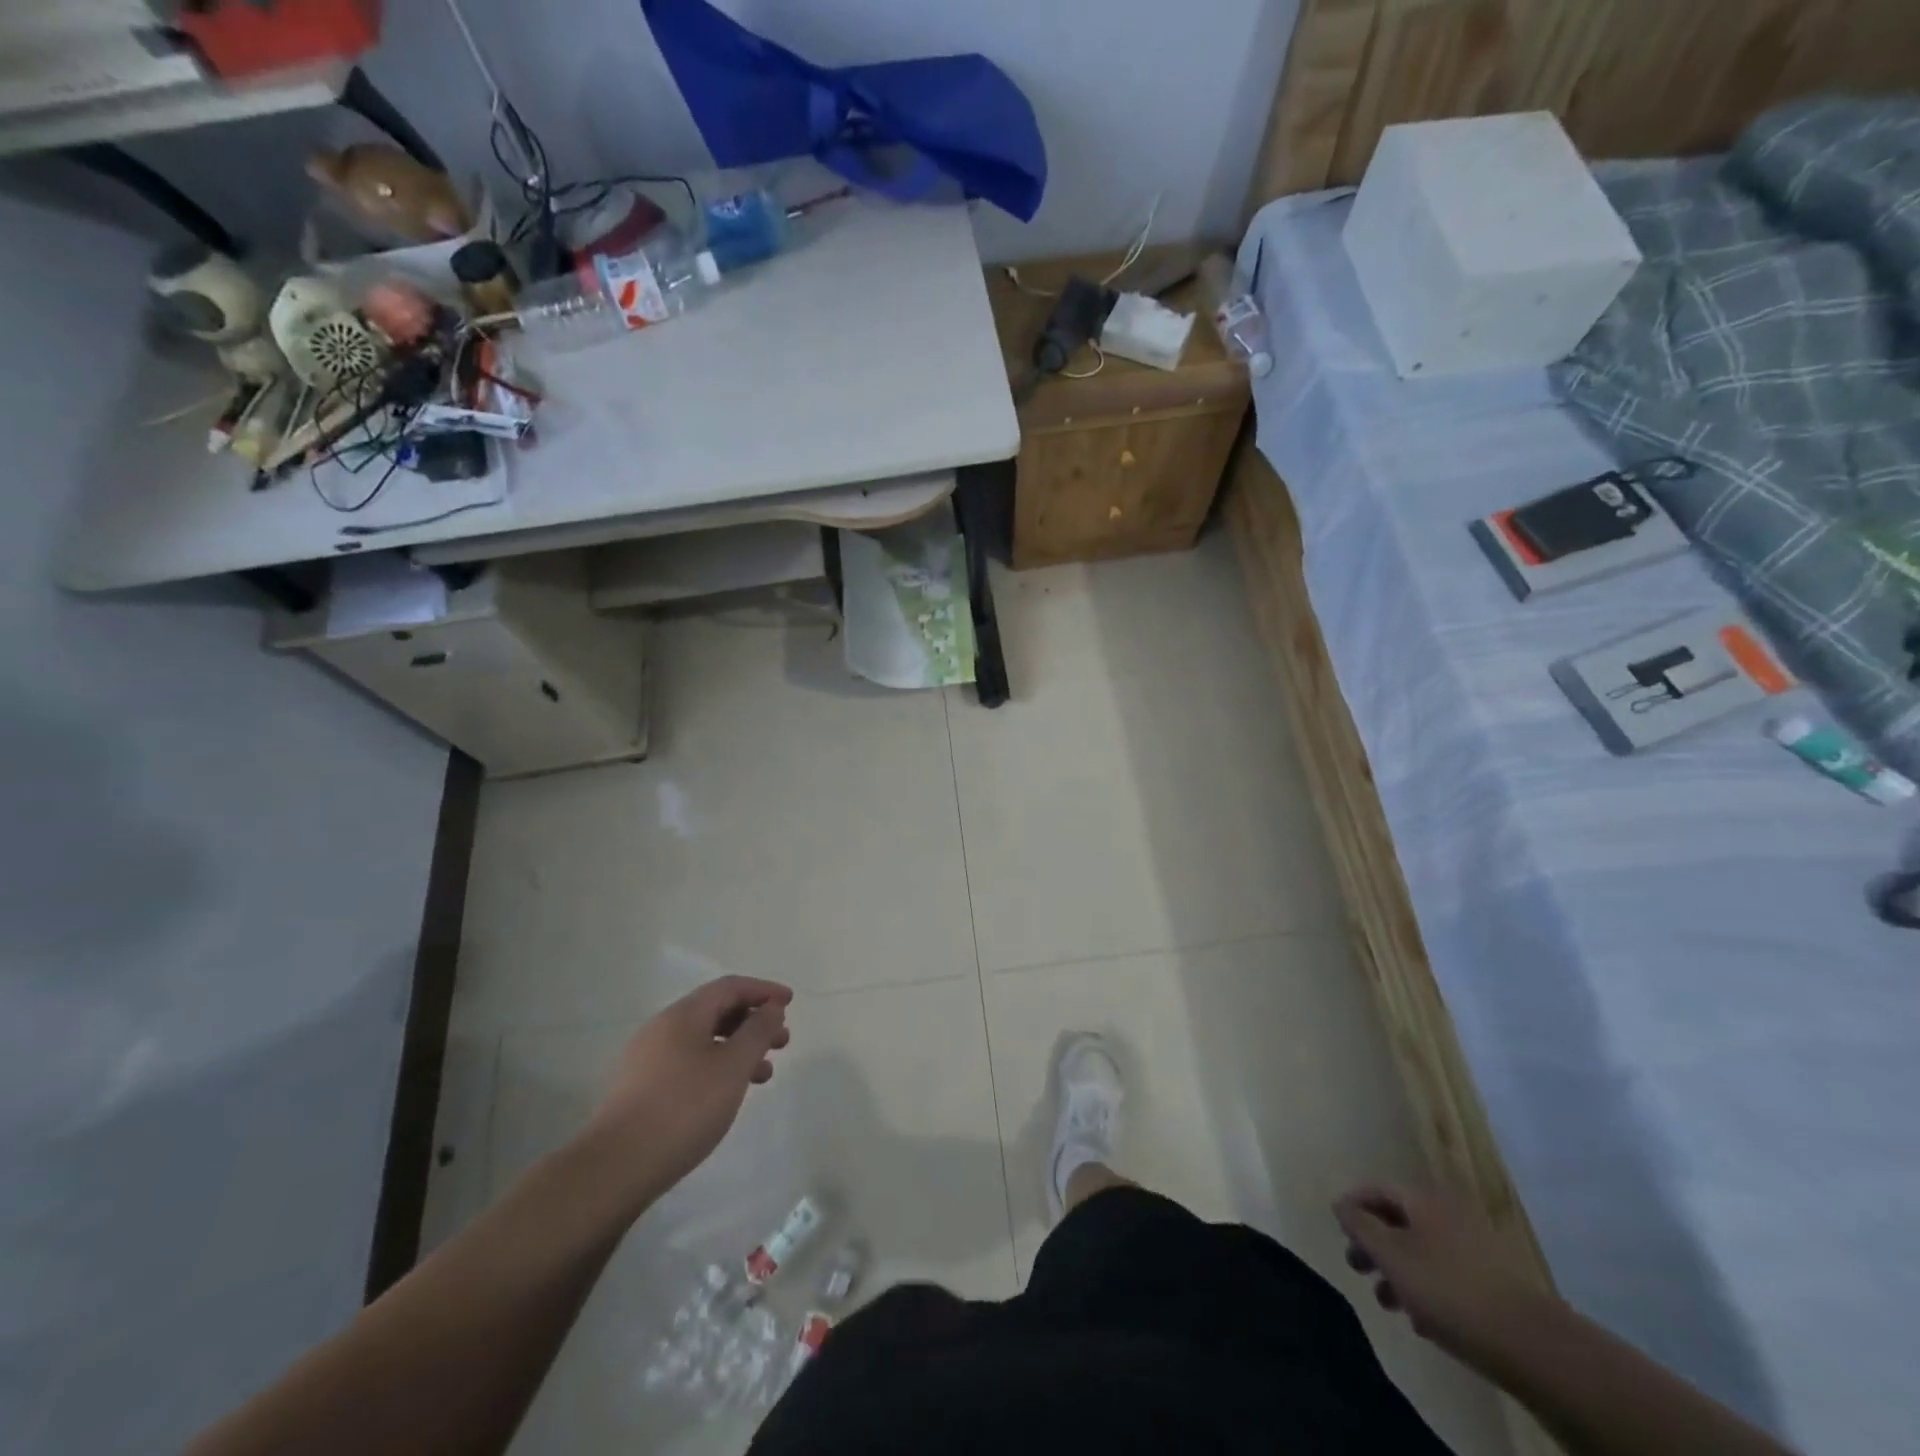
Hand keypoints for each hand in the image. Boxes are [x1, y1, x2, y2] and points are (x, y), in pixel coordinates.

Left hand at [583, 977, 793, 1208]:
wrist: (616, 1168)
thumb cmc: (683, 1108)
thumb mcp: (732, 1067)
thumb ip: (757, 1032)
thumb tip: (771, 1008)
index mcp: (683, 1015)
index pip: (730, 987)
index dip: (763, 991)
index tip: (789, 1003)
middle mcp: (663, 1028)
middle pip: (716, 1010)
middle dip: (753, 1021)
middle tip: (782, 1042)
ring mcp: (648, 1059)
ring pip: (704, 1039)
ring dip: (738, 1047)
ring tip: (764, 1074)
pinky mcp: (641, 1088)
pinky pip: (689, 1061)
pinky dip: (717, 1066)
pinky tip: (728, 1093)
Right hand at [1333, 1183, 1550, 1362]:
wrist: (1534, 1345)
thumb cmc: (1449, 1290)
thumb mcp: (1392, 1256)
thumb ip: (1360, 1226)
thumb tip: (1339, 1202)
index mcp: (1424, 1199)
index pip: (1376, 1188)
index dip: (1352, 1205)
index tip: (1337, 1230)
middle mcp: (1449, 1213)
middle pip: (1399, 1219)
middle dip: (1373, 1243)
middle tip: (1357, 1268)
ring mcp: (1475, 1247)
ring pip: (1421, 1249)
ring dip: (1398, 1270)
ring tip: (1387, 1301)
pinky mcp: (1493, 1281)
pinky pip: (1446, 1273)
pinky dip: (1426, 1287)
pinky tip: (1422, 1319)